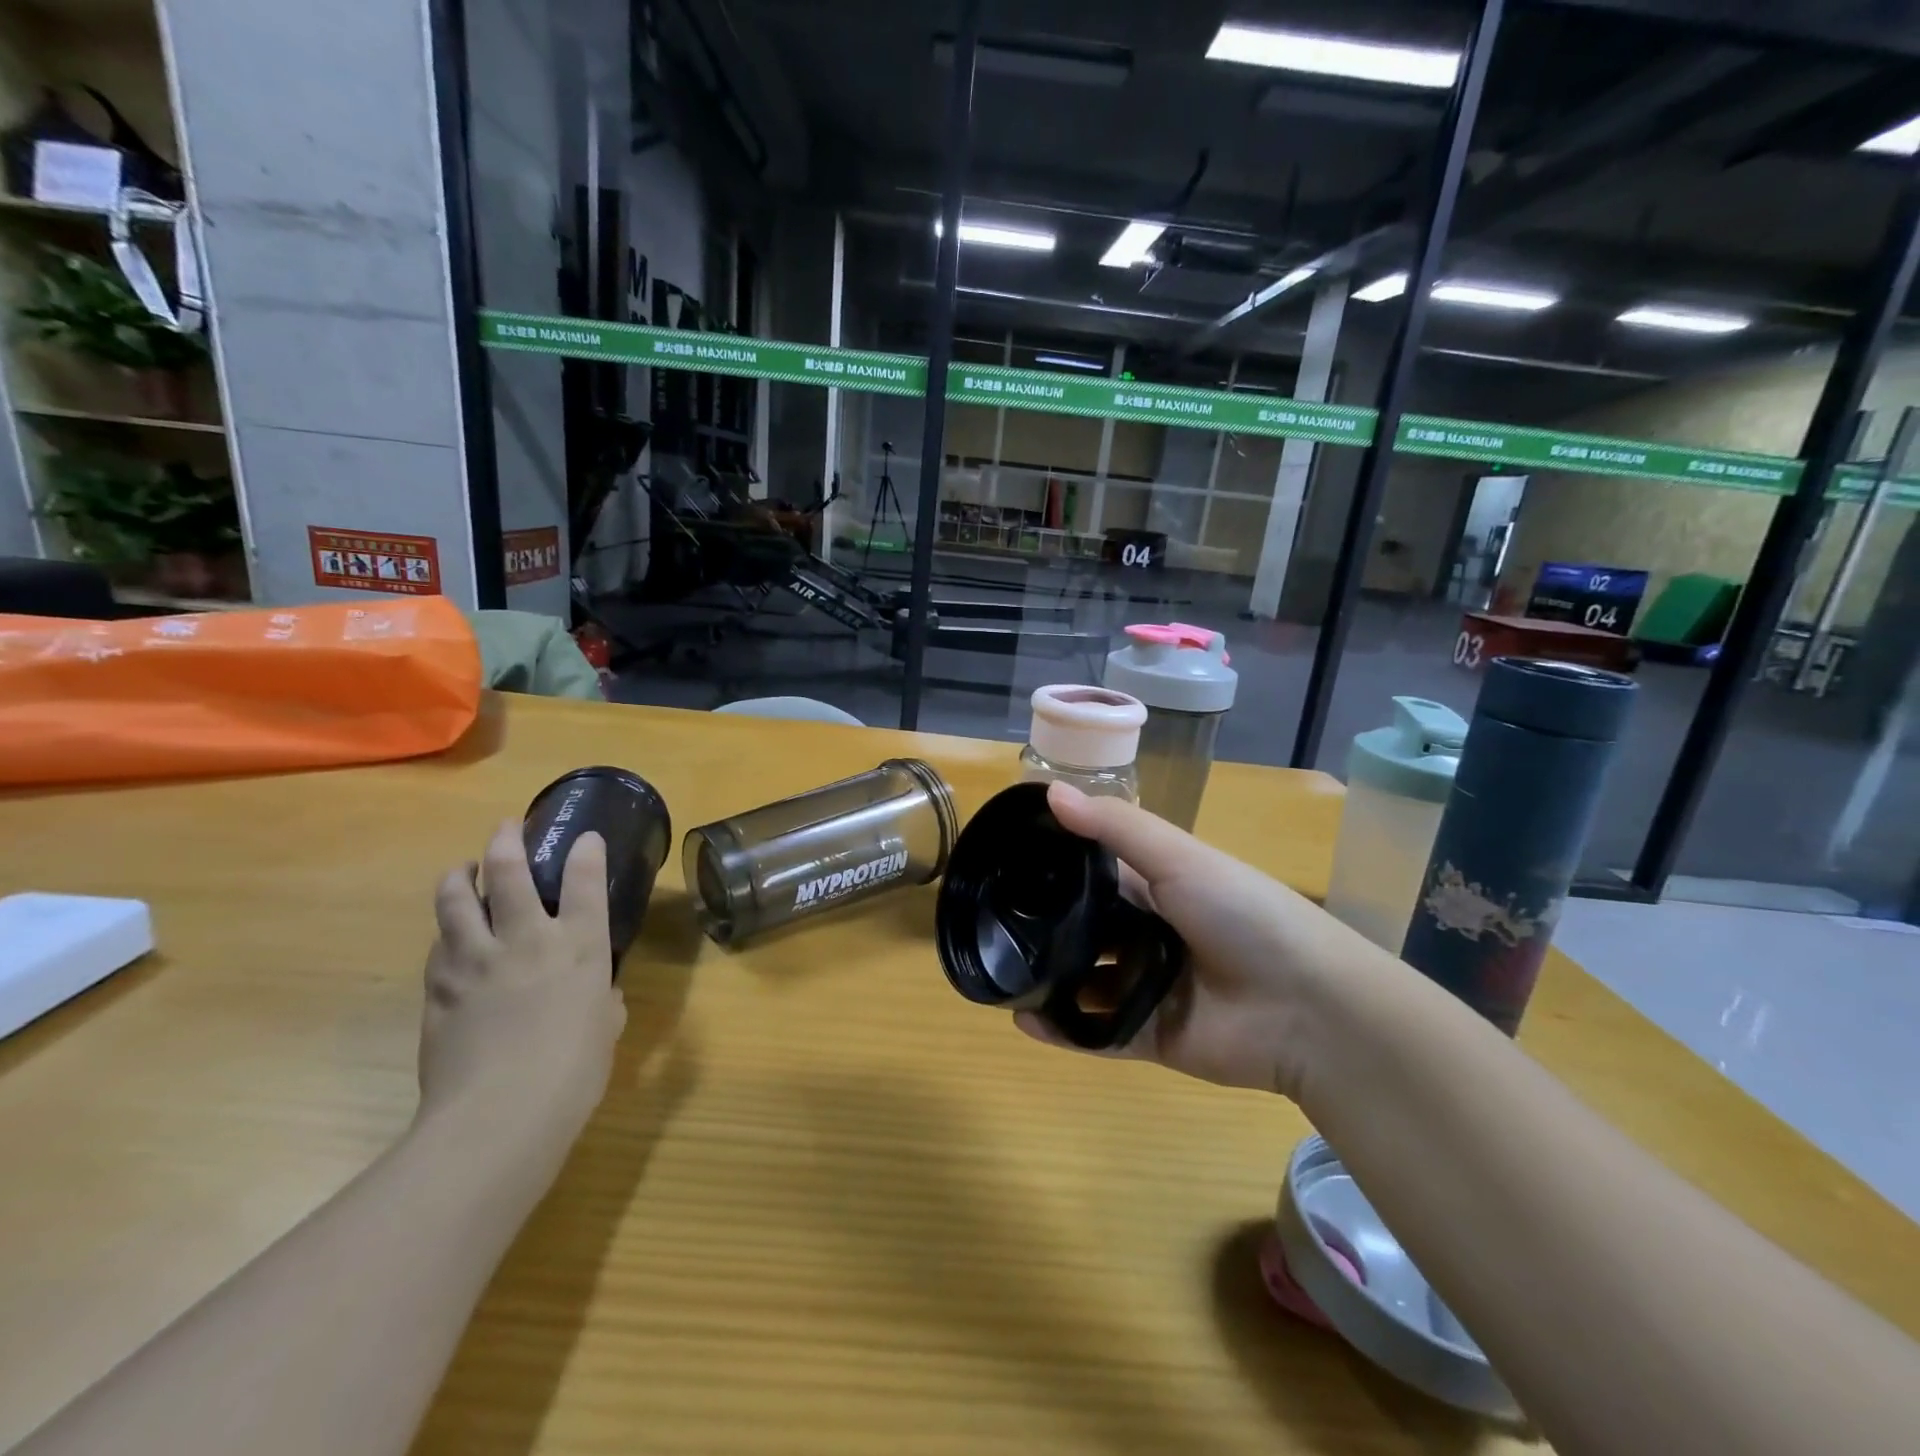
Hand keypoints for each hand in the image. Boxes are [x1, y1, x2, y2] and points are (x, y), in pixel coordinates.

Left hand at [416, 822, 626, 1177]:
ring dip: (458, 877)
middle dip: (507, 841)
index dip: (586, 852)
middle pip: (508, 873)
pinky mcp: (437, 990)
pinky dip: (445, 934)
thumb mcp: (605, 1028)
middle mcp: (525, 939)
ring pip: (455, 901)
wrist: (499, 1115)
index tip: (585, 837)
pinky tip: (449, 938)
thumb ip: (602, 1001)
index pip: (584, 881)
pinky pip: (438, 948)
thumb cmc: (573, 1070)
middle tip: (506, 829)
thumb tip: (596, 995)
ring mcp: (475, 961)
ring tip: (462, 871)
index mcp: (578, 946)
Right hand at [1016, 782, 1360, 1099]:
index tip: (999, 861)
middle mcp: (1145, 933)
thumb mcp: (1178, 857)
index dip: (1051, 865)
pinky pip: (1096, 1032)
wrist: (1310, 1008)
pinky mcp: (1149, 1035)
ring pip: (1083, 982)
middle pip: (1083, 928)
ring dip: (1046, 979)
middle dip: (1042, 926)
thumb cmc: (1243, 914)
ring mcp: (1146, 986)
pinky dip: (1062, 1030)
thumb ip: (1113, 827)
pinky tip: (1023, 1021)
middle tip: (986, 923)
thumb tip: (1049, 790)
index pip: (1092, 871)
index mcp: (1155, 886)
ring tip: (997, 973)